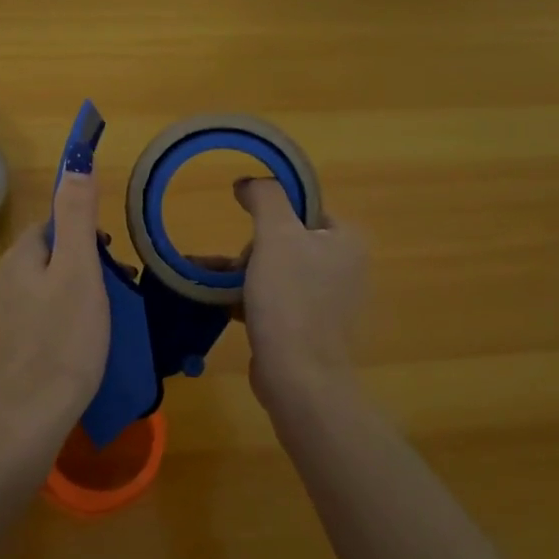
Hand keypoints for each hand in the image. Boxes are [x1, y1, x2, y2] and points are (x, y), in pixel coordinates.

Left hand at [0, 166, 109, 462]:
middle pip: (46, 256)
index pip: (49, 224)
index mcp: (16, 259)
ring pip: (42, 289)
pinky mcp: (2, 350)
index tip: (109, 261)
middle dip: (80, 266)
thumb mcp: (79, 272)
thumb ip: (76, 216)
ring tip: (100, 325)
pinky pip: (36, 319)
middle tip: (112, 297)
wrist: (26, 424)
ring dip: (71, 296)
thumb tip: (77, 163)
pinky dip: (58, 323)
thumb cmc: (62, 343)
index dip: (82, 234)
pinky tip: (76, 349)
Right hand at [233, 178, 366, 410]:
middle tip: (239, 267)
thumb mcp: (276, 235)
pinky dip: (248, 298)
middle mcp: (344, 267)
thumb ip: (265, 197)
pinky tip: (219, 303)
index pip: (305, 208)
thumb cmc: (290, 299)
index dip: (272, 214)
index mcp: (346, 240)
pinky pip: (274, 300)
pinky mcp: (308, 327)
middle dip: (253, 250)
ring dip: (242, 274)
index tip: (250, 231)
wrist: (297, 376)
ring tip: (212, 280)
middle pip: (286, 239)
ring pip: (276, 271)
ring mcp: (327, 301)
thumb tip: (249, 182)